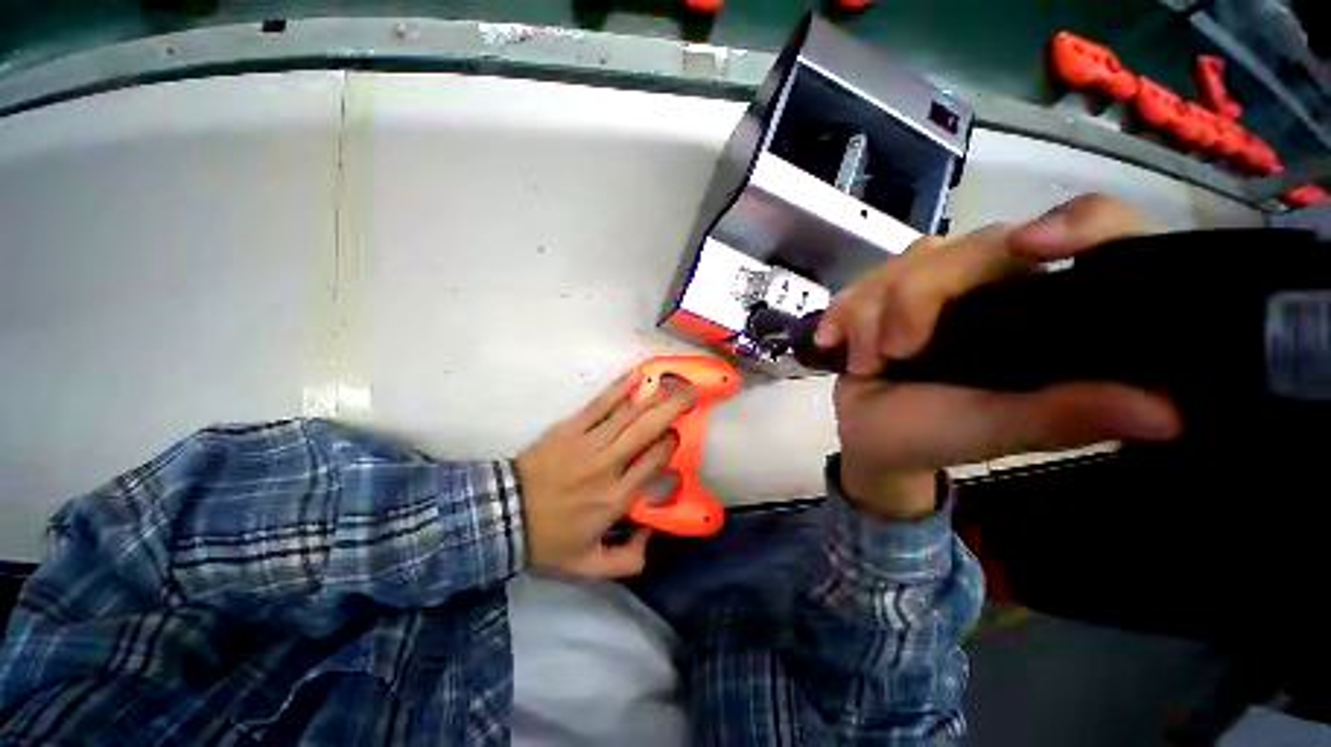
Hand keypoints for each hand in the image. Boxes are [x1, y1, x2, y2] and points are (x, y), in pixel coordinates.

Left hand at [516, 370, 695, 577]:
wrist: (501, 516)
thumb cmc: (548, 539)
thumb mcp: (588, 566)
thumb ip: (627, 560)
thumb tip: (654, 536)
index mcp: (616, 499)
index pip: (655, 463)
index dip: (671, 444)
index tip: (677, 435)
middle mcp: (608, 467)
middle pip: (648, 431)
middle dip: (673, 409)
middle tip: (692, 394)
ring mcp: (588, 444)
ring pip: (629, 415)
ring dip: (654, 397)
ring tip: (673, 383)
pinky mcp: (570, 429)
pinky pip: (599, 405)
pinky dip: (619, 389)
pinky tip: (636, 376)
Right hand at [817, 195, 1183, 518]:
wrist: (869, 438)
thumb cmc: (934, 437)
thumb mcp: (998, 429)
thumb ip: (1065, 415)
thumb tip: (1172, 413)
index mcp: (1044, 312)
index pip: (1093, 235)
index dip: (1077, 224)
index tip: (1034, 246)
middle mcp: (998, 285)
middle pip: (969, 247)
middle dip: (916, 299)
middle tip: (894, 354)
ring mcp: (935, 287)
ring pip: (907, 260)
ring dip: (871, 313)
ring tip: (864, 362)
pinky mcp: (885, 294)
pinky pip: (862, 280)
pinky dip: (841, 311)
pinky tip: (832, 341)